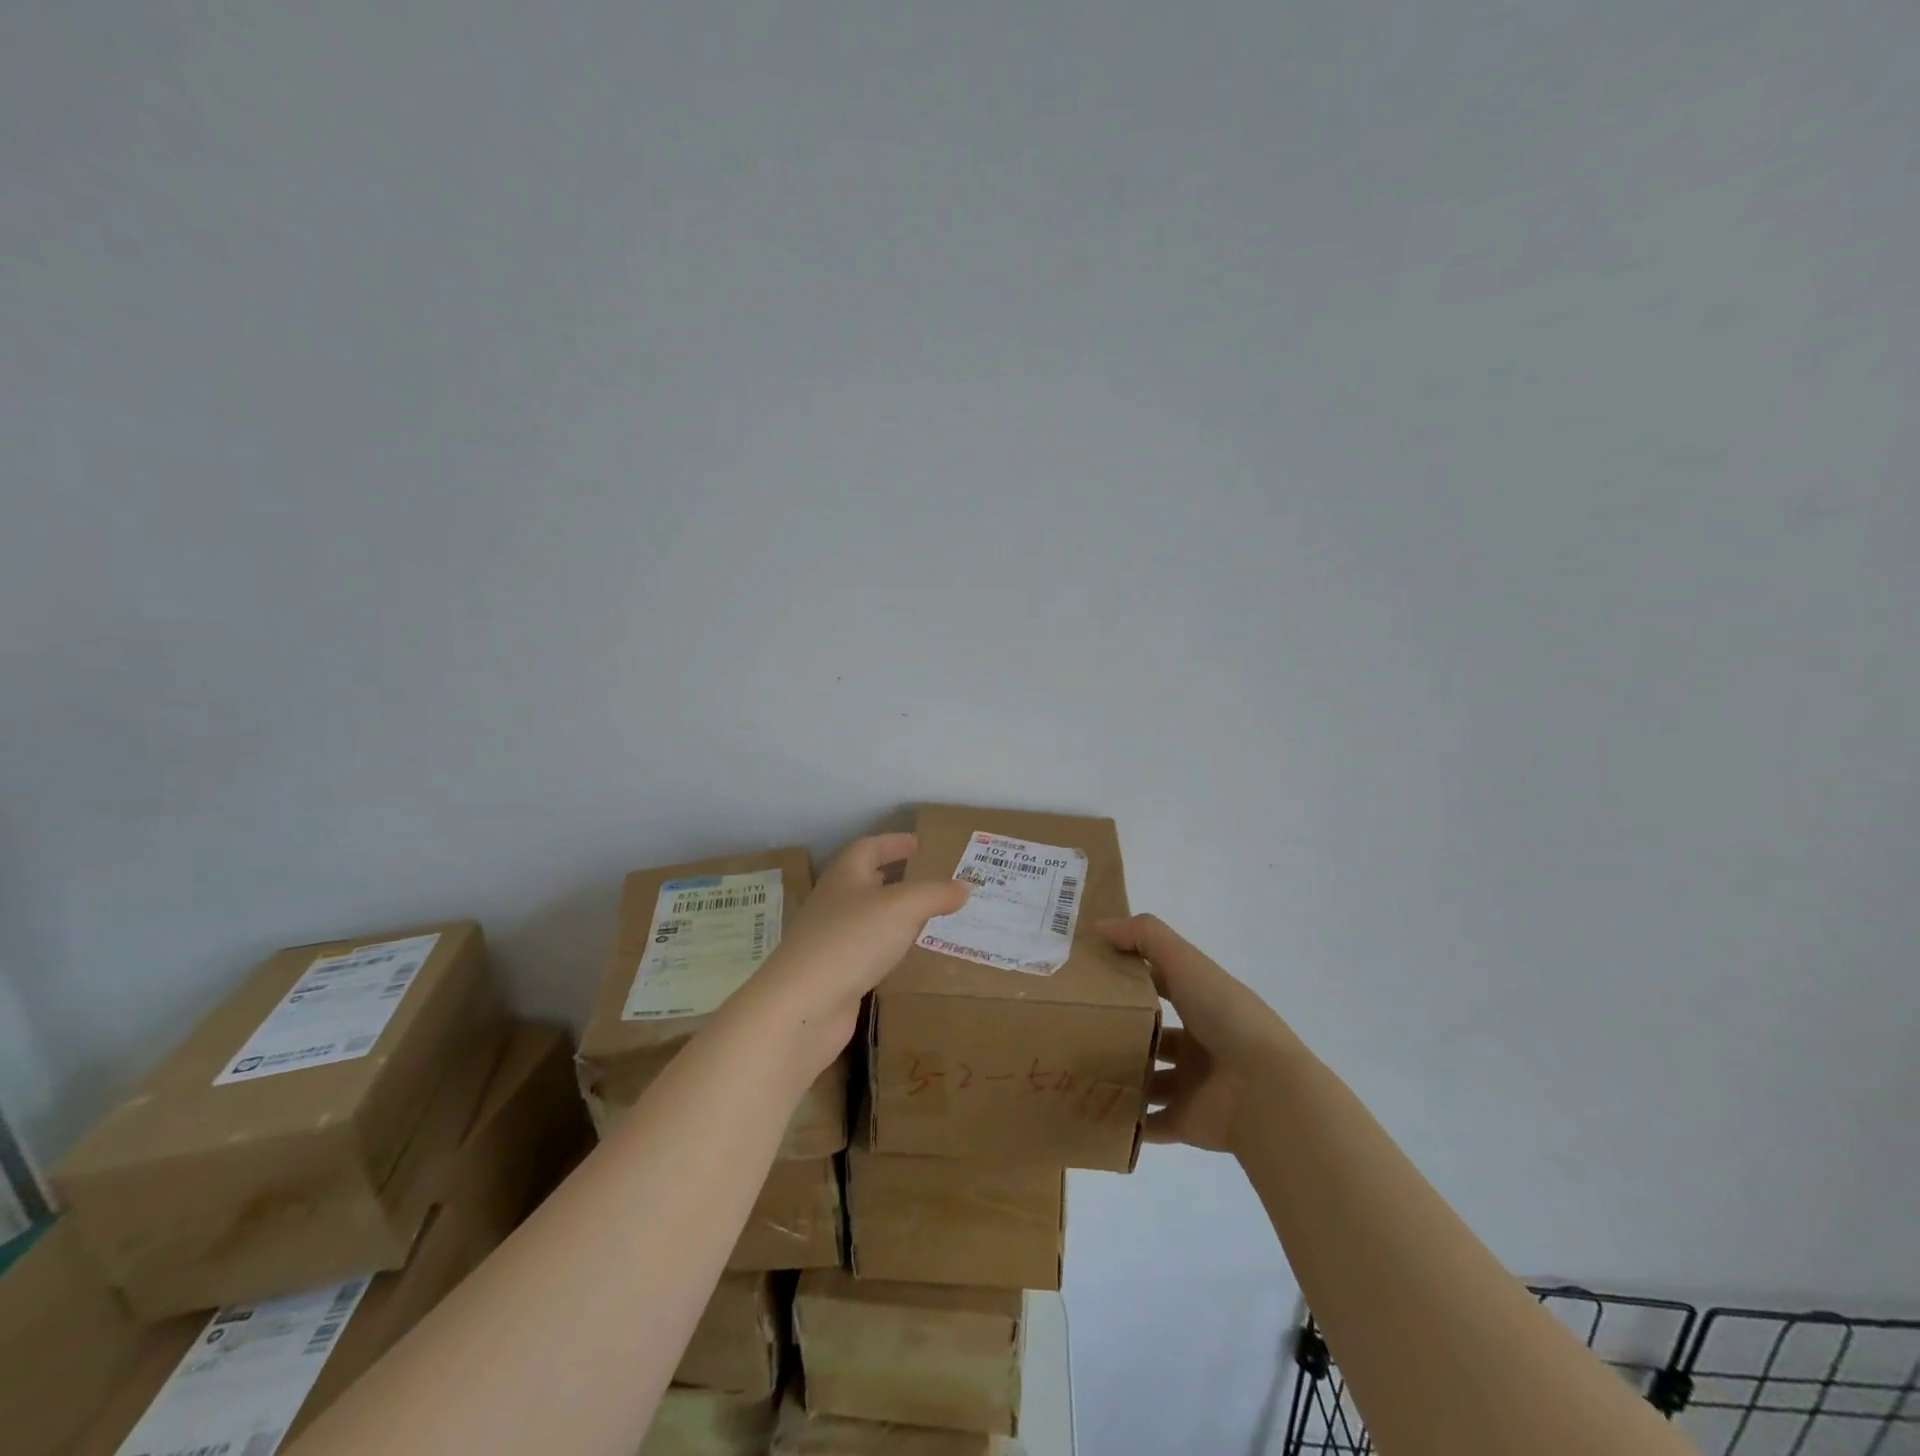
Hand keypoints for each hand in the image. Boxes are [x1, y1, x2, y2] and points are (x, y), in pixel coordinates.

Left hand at [736, 833, 968, 1079]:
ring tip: (923, 916)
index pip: (868, 848)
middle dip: (892, 877)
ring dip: (891, 914)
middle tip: (925, 879)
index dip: (892, 842)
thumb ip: (935, 894)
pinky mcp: (833, 975)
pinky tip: (904, 957)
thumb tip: (965, 886)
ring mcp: (830, 941)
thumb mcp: (902, 907)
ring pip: (866, 918)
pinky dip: (886, 948)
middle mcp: (833, 903)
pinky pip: (866, 952)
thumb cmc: (852, 940)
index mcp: (845, 876)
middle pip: (863, 881)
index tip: (916, 843)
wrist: (803, 1006)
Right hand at [1098, 914, 1291, 1152]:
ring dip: (1121, 1075)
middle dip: (1120, 1028)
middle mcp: (1199, 1041)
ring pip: (1149, 1078)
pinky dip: (1128, 1122)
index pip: (1160, 982)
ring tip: (1076, 1067)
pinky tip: (1092, 1110)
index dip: (1129, 975)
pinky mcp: (1187, 1121)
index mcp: (1201, 1002)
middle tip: (1073, 1023)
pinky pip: (1151, 1124)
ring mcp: (1194, 1083)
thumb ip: (1145, 936)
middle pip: (1152, 1032)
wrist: (1265, 1090)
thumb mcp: (1186, 962)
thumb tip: (1100, 927)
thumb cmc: (1225, 1017)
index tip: (1088, 973)